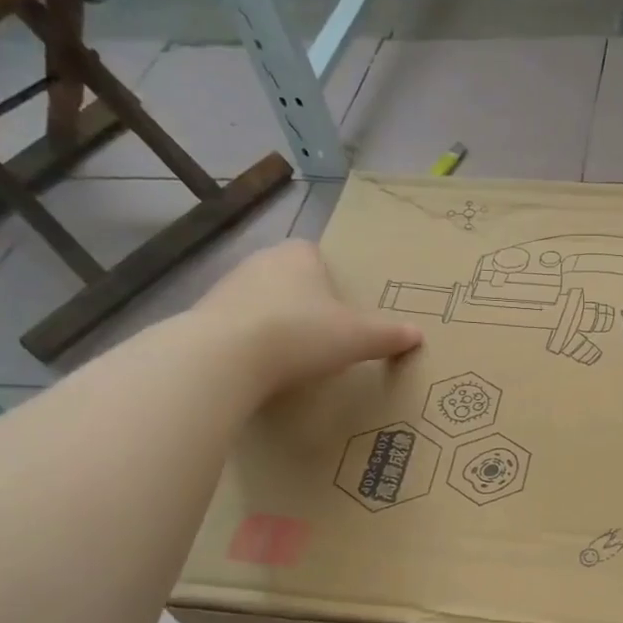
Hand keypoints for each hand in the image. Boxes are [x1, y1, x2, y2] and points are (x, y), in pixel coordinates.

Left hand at [193, 240, 421, 391]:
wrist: (225, 357)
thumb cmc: (301, 334)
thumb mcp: (357, 338)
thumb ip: (388, 335)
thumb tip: (418, 335)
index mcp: (299, 255)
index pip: (316, 254)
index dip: (329, 279)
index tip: (341, 308)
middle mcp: (260, 261)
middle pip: (289, 277)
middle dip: (303, 301)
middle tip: (323, 334)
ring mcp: (227, 287)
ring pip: (261, 301)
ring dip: (274, 322)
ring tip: (293, 355)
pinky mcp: (203, 316)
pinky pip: (237, 325)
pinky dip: (250, 341)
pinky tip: (262, 367)